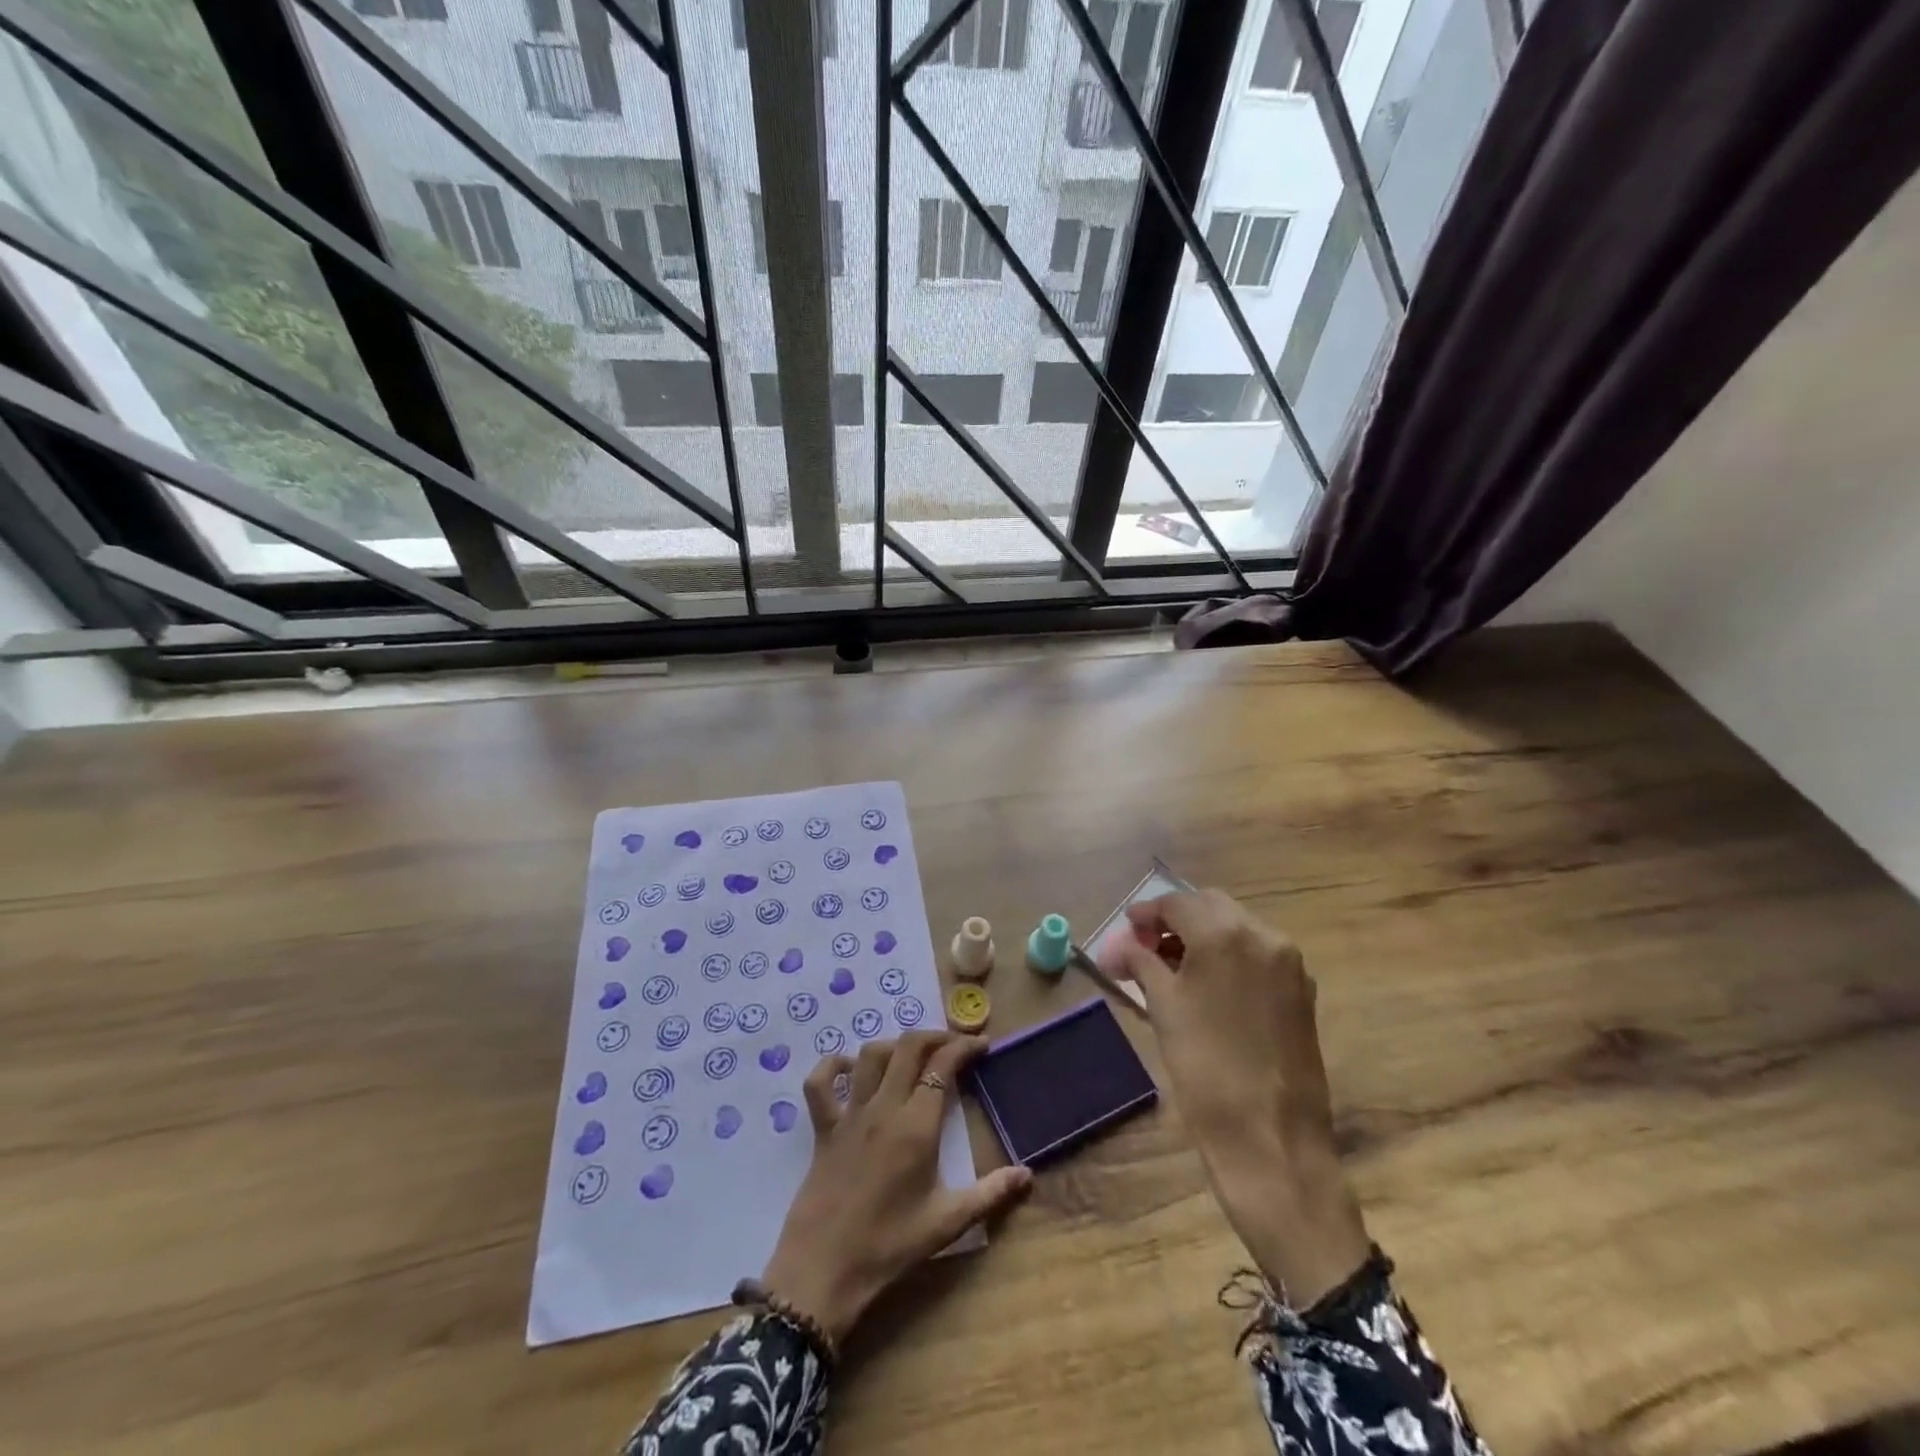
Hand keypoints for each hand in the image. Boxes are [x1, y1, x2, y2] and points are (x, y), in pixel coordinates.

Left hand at [762, 1032, 1032, 1342]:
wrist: (823, 1271)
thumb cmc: (889, 1246)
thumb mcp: (947, 1223)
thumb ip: (990, 1194)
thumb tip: (1028, 1175)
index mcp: (916, 1125)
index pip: (942, 1065)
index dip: (964, 1047)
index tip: (982, 1045)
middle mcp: (883, 1107)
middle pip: (908, 1047)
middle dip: (935, 1036)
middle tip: (954, 1045)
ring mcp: (850, 1114)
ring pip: (870, 1055)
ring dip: (894, 1045)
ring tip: (912, 1056)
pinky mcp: (823, 1127)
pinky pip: (820, 1082)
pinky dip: (833, 1064)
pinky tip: (850, 1068)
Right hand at [1102, 890, 1369, 1306]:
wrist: (1272, 1140)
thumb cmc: (1205, 1068)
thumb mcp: (1163, 1008)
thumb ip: (1142, 963)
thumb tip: (1121, 946)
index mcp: (1226, 934)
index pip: (1178, 903)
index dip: (1147, 912)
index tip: (1126, 928)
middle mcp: (1264, 936)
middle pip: (1211, 906)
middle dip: (1176, 919)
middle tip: (1146, 945)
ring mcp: (1289, 964)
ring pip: (1238, 928)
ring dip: (1203, 935)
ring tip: (1172, 966)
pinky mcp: (1302, 992)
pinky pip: (1258, 955)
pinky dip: (1229, 955)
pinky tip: (1207, 984)